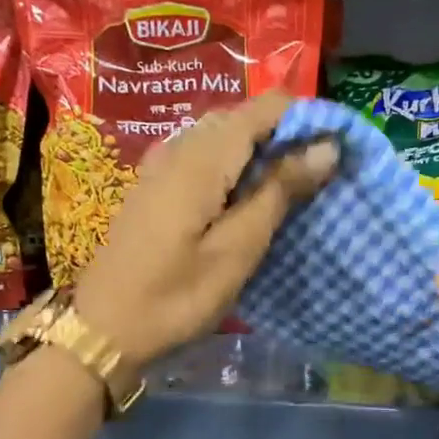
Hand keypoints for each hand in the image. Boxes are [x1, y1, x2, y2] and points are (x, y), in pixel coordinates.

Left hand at [74, 91, 336, 370]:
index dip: (306, 119)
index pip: (264, 108)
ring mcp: (160, 166)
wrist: (102, 330)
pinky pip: (201, 156)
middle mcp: (179, 147)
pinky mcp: (153, 187)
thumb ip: (279, 192)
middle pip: (242, 117)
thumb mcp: (236, 250)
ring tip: (287, 191)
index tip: (337, 152)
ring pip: (220, 136)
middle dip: (284, 136)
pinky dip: (231, 167)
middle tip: (316, 179)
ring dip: (259, 152)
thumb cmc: (175, 297)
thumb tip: (326, 146)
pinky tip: (242, 200)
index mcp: (202, 157)